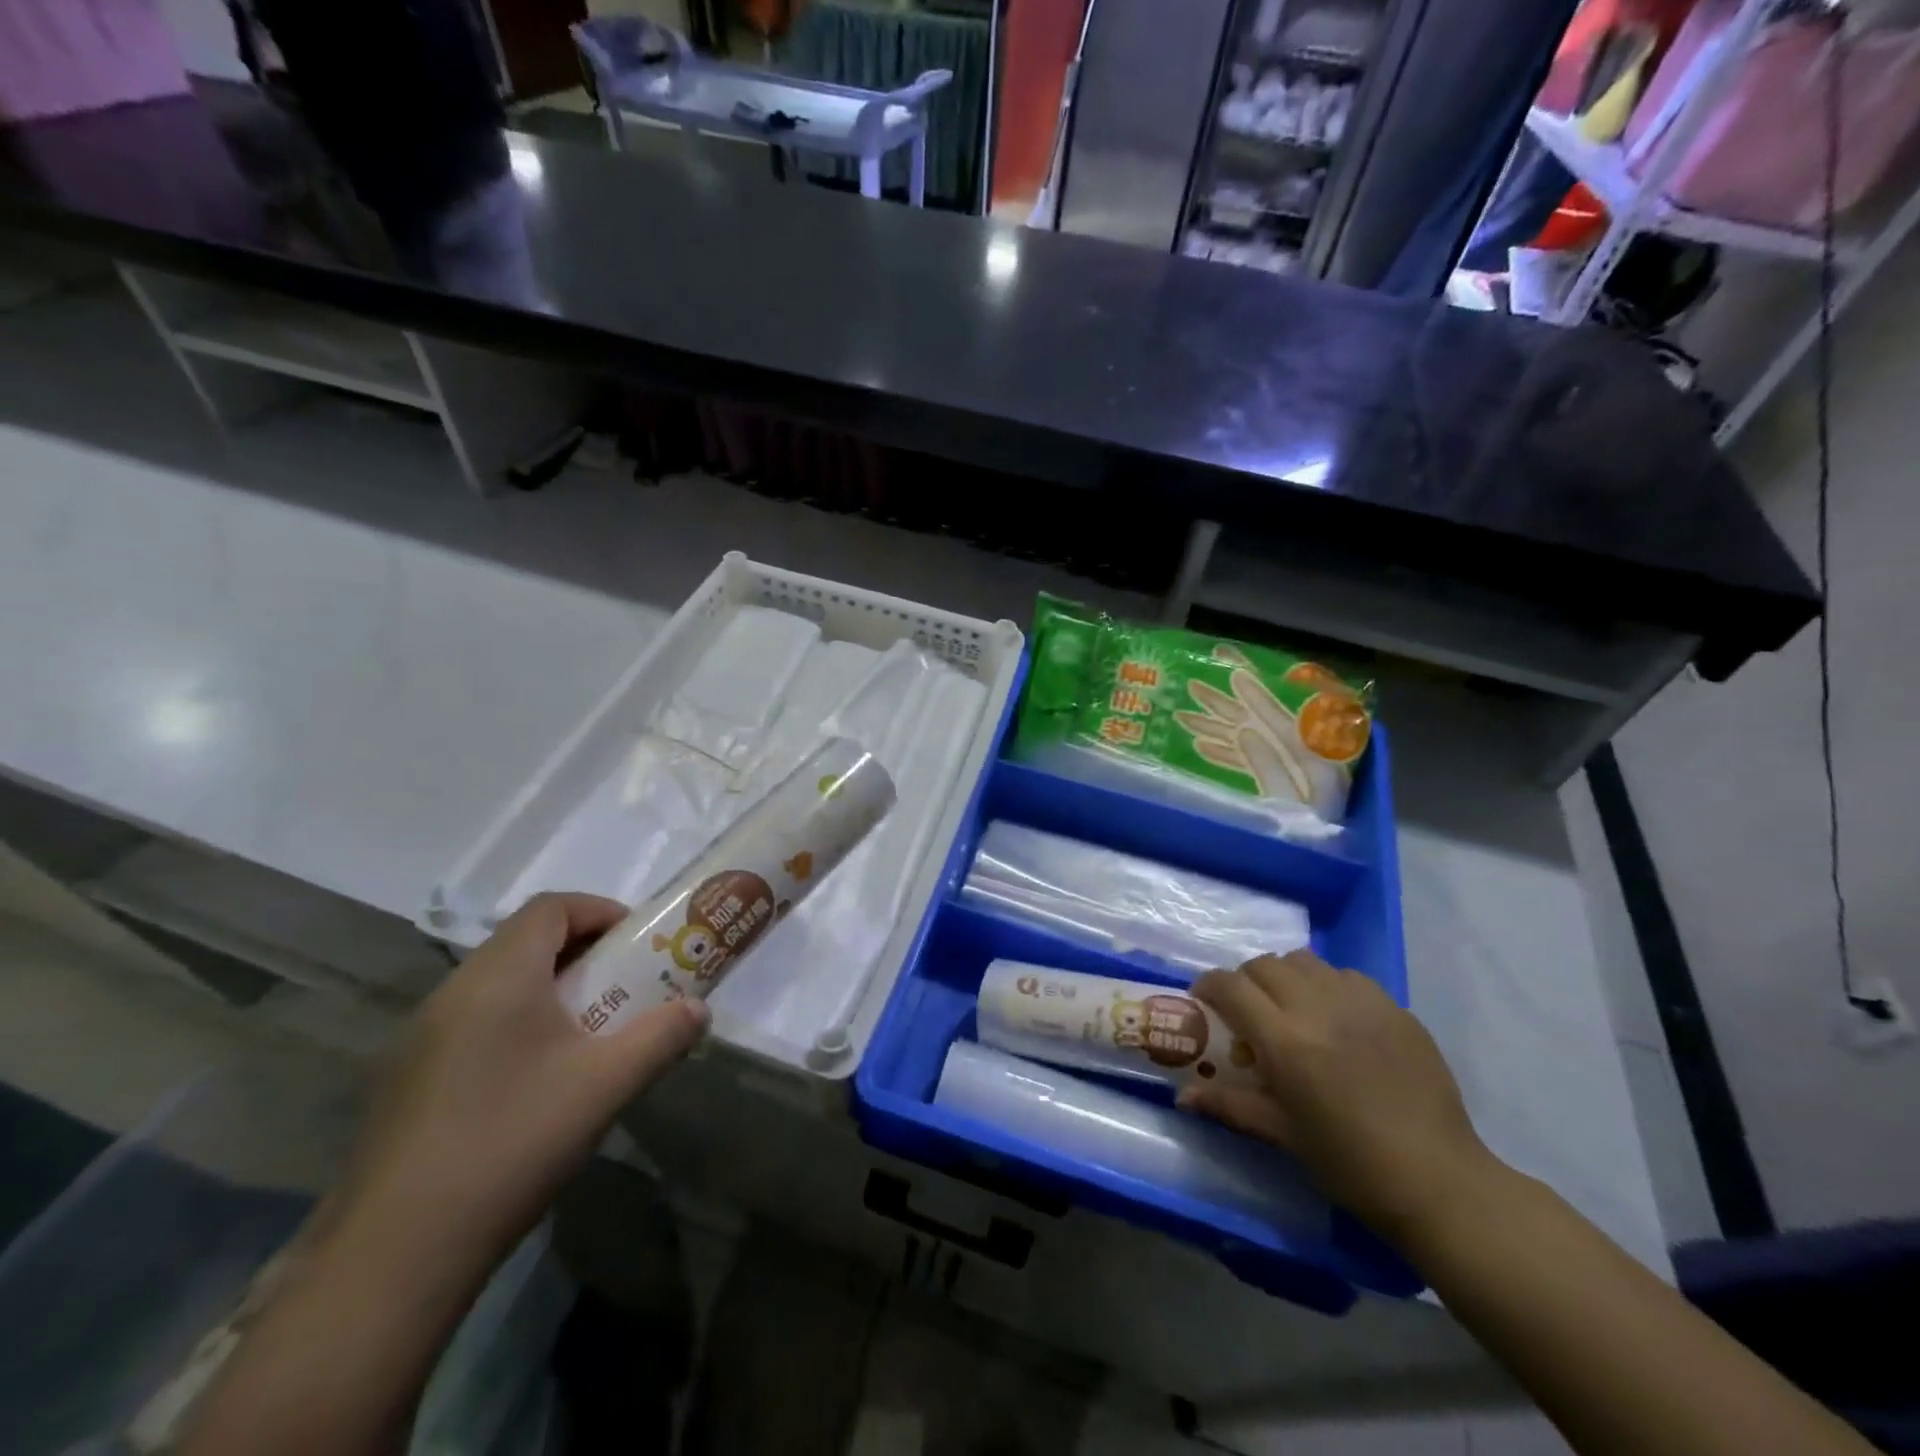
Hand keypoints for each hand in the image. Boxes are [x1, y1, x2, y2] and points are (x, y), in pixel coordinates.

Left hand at [341, 892, 705, 1270]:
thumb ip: (663, 1036)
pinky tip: (537, 1082)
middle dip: (583, 953)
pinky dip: (517, 1025)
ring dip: (551, 991)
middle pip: (524, 942)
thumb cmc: (513, 1142)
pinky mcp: (405, 1082)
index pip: (550, 907)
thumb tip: (698, 1011)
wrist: (396, 1256)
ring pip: (498, 985)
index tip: (636, 943)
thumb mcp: (607, 1084)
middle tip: (624, 986)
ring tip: (589, 1033)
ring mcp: (420, 1039)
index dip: (599, 911)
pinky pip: (474, 1024)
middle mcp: (452, 993)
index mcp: (498, 977)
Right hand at [1185, 949, 1493, 1244]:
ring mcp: (1361, 1003)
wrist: (1439, 1181)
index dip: (1209, 986)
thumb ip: (1229, 1105)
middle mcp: (1318, 1008)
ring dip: (1286, 977)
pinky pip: (1347, 976)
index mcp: (1285, 1041)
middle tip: (1247, 1010)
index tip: (1204, 1001)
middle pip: (1264, 964)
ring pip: (1305, 961)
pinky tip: (1337, 1020)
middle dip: (1246, 980)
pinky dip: (1328, 986)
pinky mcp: (1395, 1008)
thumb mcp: (1282, 1135)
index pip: (1231, 986)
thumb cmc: (1350, 1164)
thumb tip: (1182, 1096)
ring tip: (1292, 1009)